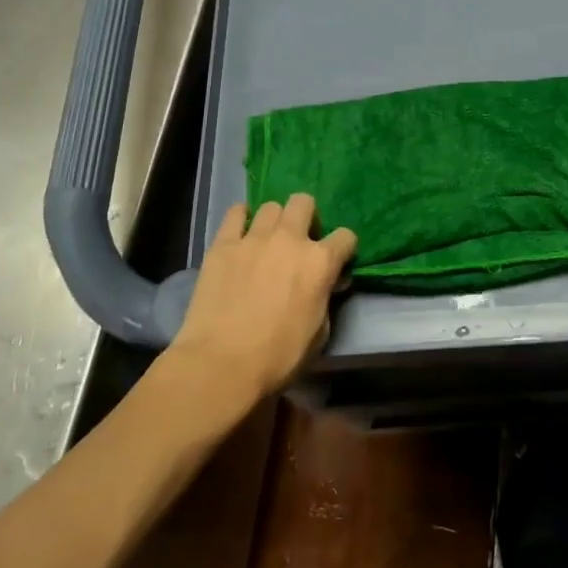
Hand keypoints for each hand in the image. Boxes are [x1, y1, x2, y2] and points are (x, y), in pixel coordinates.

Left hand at [167, 195, 356, 402]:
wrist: (221, 365)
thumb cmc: (278, 358)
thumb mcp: (319, 334)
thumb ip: (325, 300)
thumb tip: (326, 285)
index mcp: (320, 262)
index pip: (346, 236)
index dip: (343, 249)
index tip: (336, 262)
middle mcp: (290, 239)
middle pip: (304, 203)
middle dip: (306, 217)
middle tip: (298, 242)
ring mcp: (254, 239)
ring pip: (271, 206)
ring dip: (274, 221)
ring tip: (267, 241)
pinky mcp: (223, 245)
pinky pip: (235, 213)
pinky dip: (241, 219)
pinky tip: (240, 234)